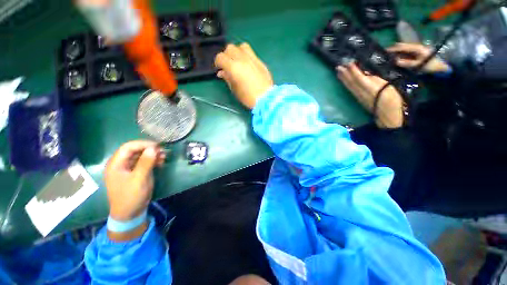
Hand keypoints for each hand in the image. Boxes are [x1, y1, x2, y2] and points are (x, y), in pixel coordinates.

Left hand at [105, 140, 164, 220]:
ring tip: (164, 157)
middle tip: (163, 151)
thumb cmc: (131, 197)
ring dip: (152, 155)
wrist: (130, 213)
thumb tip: (153, 148)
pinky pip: (144, 162)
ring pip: (141, 155)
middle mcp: (121, 164)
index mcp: (116, 164)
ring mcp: (128, 168)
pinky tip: (161, 162)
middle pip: (135, 150)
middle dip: (149, 149)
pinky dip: (153, 161)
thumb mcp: (139, 179)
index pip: (128, 147)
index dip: (143, 144)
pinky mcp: (135, 172)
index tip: (158, 146)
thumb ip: (145, 163)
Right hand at [215, 43, 273, 108]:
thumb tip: (222, 73)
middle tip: (228, 65)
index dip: (218, 62)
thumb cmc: (248, 97)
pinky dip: (246, 56)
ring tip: (238, 62)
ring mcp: (253, 59)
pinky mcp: (260, 62)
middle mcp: (242, 59)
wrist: (266, 99)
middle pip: (230, 48)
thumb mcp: (235, 90)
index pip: (220, 57)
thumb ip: (227, 78)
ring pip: (242, 46)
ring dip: (237, 52)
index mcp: (233, 67)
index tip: (219, 69)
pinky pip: (251, 53)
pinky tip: (247, 65)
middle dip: (227, 55)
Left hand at [337, 63, 403, 128]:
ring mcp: (357, 95)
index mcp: (367, 86)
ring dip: (343, 78)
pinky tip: (344, 81)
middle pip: (350, 81)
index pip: (357, 76)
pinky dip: (346, 83)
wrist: (386, 111)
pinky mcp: (357, 98)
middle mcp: (359, 91)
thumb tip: (364, 73)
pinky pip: (350, 89)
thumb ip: (373, 78)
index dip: (352, 69)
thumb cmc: (390, 96)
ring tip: (338, 72)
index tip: (347, 62)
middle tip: (338, 66)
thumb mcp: (384, 83)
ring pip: (348, 85)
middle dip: (344, 73)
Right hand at [387, 43, 450, 73]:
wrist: (442, 67)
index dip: (393, 49)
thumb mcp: (419, 65)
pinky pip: (406, 54)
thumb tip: (395, 61)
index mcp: (416, 48)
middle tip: (384, 56)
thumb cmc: (431, 65)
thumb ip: (407, 63)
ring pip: (403, 50)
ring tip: (388, 58)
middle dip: (393, 50)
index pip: (402, 46)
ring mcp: (416, 51)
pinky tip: (395, 60)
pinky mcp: (417, 55)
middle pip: (402, 47)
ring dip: (396, 54)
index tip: (384, 52)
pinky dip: (400, 56)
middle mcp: (416, 47)